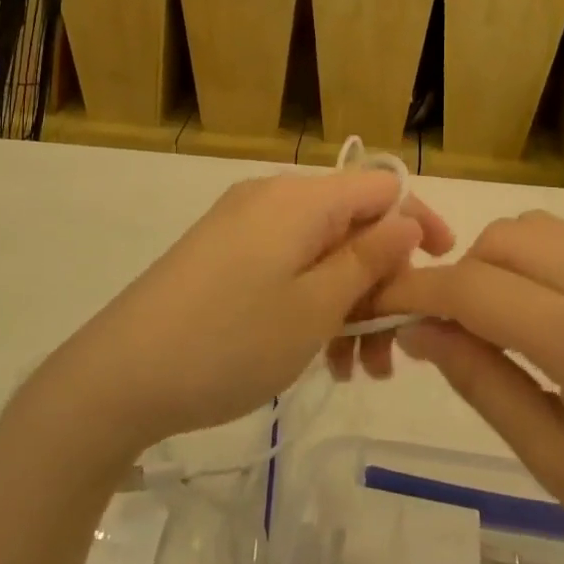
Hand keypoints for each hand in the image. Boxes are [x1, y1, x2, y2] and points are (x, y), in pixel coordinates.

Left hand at [41, 172, 452, 458]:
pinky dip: (311, 304)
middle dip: (383, 284)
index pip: (381, 188)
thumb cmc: (230, 341)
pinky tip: (318, 358)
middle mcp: (272, 199)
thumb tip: (407, 221)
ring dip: (349, 305)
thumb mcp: (315, 307)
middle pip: (351, 226)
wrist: (119, 376)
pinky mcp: (222, 256)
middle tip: (394, 351)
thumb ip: (368, 260)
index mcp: (299, 199)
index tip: (444, 271)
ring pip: (320, 254)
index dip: (419, 223)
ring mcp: (242, 227)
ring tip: (358, 372)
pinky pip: (286, 267)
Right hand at [374, 211, 563, 563]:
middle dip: (460, 273)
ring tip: (496, 324)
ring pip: (545, 229)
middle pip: (506, 239)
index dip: (416, 292)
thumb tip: (420, 333)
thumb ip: (484, 384)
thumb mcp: (562, 468)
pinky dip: (547, 262)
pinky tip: (551, 317)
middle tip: (446, 332)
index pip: (474, 287)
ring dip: (502, 261)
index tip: (380, 307)